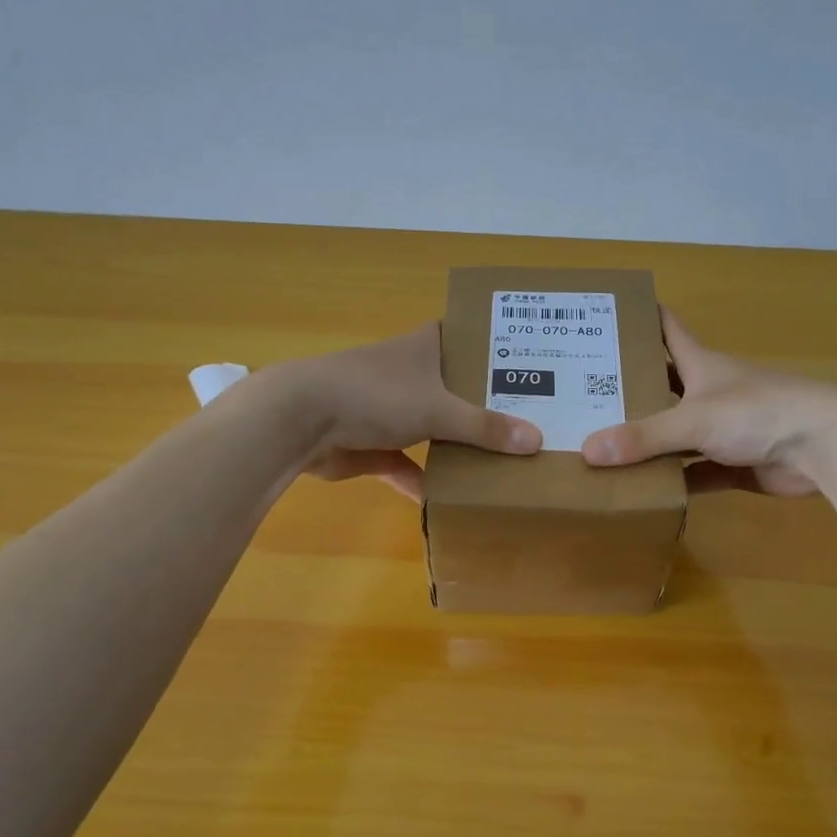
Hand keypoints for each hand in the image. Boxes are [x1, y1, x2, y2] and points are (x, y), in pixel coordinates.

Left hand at [265, 324, 541, 500]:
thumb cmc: (374, 395)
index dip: (496, 345)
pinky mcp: (371, 445)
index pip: (468, 335)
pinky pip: (406, 465)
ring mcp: (388, 410)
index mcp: (425, 348)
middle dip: (487, 404)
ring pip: (432, 427)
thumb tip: (536, 440)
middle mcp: (410, 374)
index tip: (533, 359)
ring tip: (501, 459)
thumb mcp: (438, 409)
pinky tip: (448, 501)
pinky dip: (422, 481)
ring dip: (456, 444)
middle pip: (456, 387)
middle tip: (532, 419)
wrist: (300, 420)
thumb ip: (485, 427)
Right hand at [580, 309, 836, 495]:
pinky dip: (671, 481)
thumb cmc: (758, 412)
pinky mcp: (733, 463)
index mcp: (699, 364)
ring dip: (646, 441)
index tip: (605, 315)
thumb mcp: (693, 420)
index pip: (665, 329)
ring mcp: (722, 429)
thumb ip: (643, 437)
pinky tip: (640, 490)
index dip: (639, 318)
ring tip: (599, 447)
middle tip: (581, 394)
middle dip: (627, 388)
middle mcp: (708, 391)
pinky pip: (693, 473)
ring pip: (674, 434)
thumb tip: (588, 451)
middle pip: (661, 384)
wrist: (823, 445)